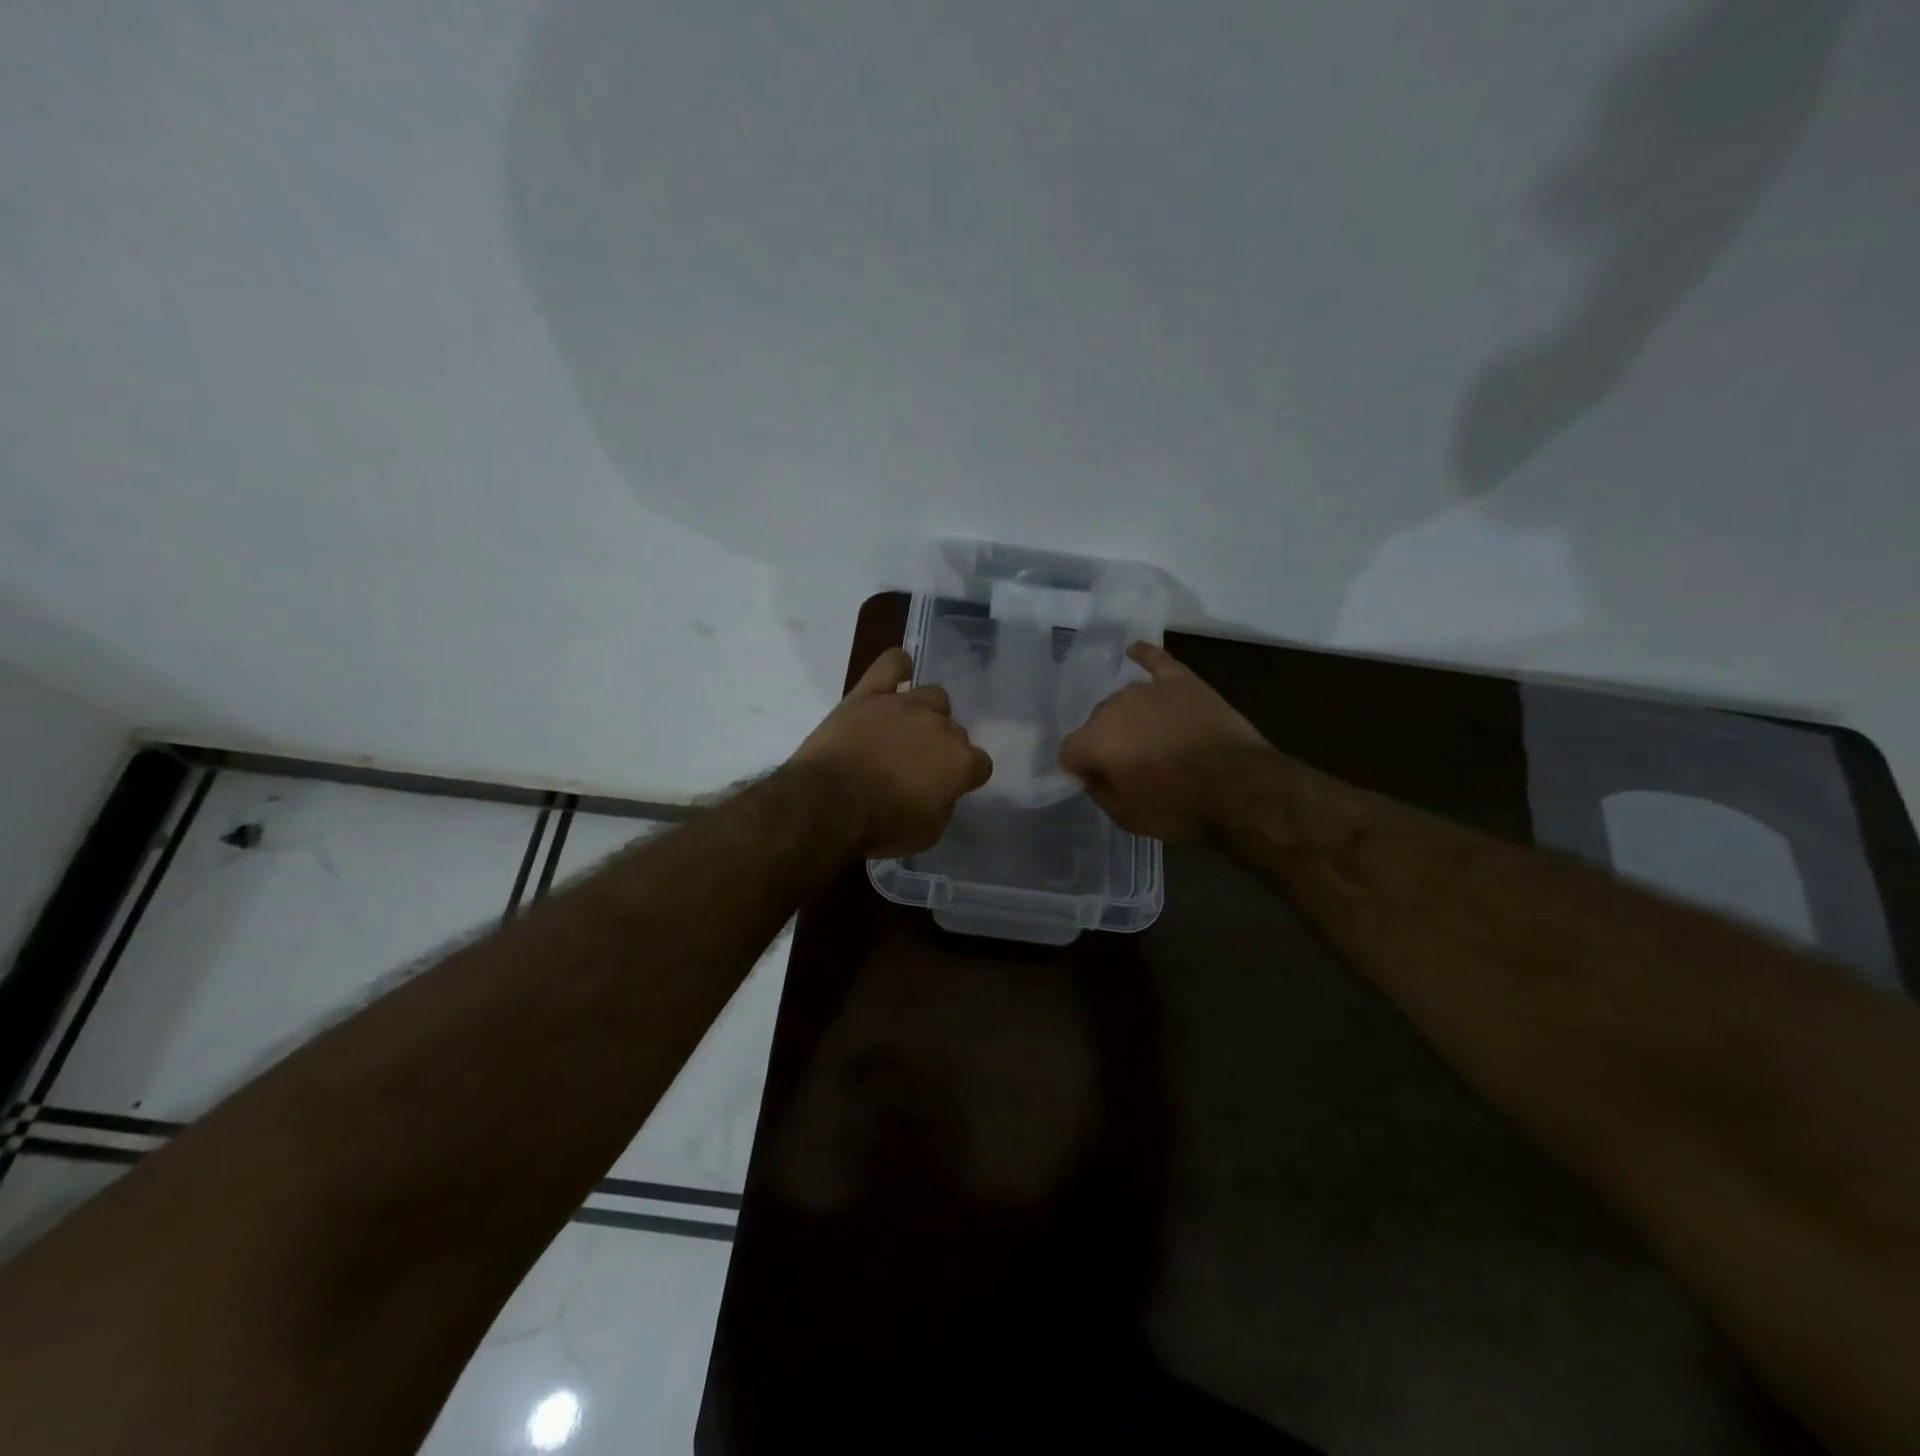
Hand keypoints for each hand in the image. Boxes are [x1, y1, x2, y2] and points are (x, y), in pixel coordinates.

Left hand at [791, 647, 992, 857]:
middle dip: (942, 748)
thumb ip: (943, 804)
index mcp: (960, 761)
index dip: (966, 777)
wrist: (829, 803)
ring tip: (906, 730)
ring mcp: (904, 705)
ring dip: (926, 712)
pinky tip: (898, 676)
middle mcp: (940, 726)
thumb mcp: (928, 832)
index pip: (980, 764)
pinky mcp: (868, 694)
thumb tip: (940, 790)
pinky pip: (892, 664)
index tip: (949, 788)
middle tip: (918, 767)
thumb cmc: (882, 826)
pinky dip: (898, 667)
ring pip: (933, 696)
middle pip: (955, 730)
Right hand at [1058, 642, 1269, 840]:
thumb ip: (1099, 790)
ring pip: (1124, 701)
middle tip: (1131, 766)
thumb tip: (1092, 773)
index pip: (1069, 751)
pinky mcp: (1184, 682)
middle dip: (1107, 742)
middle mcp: (1114, 707)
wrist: (1240, 788)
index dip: (1081, 768)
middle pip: (1097, 723)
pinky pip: (1158, 661)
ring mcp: (1150, 690)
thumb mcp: (1126, 816)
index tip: (1098, 781)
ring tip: (1148, 738)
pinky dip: (1145, 656)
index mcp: (1095, 741)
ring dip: (1128, 718)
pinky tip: (1134, 650)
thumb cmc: (1179, 808)